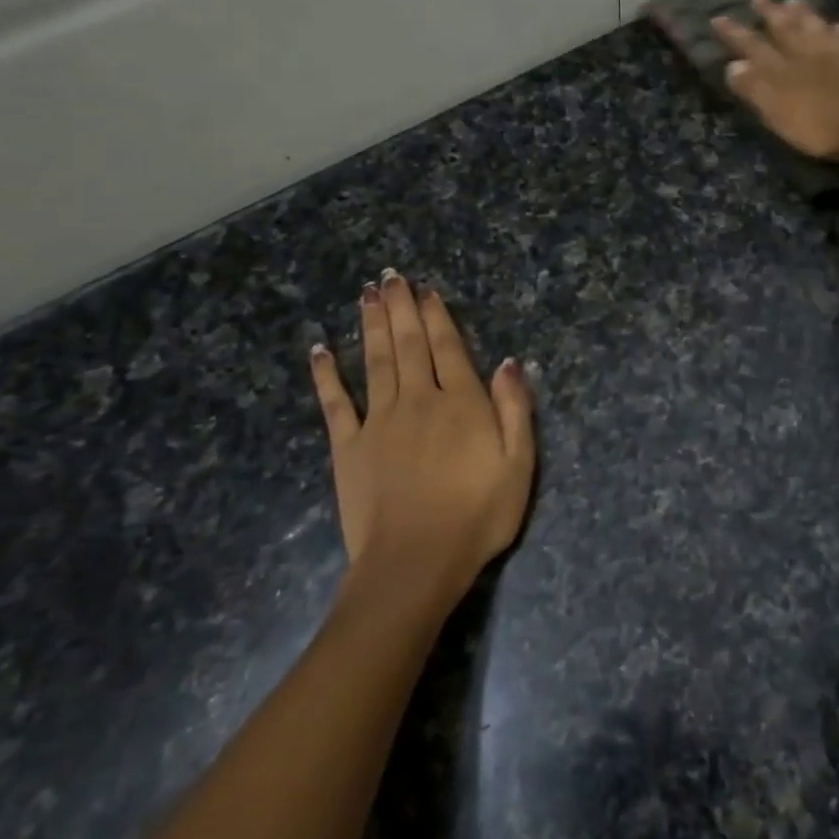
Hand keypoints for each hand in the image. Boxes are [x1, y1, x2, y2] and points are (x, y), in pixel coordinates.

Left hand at [309, 271, 534, 602]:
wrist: (416, 562)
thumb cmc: (477, 516)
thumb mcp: (519, 465)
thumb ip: (515, 409)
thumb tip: (509, 362)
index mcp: (460, 403)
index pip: (448, 348)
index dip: (437, 317)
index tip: (426, 290)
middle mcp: (418, 400)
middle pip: (408, 344)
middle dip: (400, 308)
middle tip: (390, 276)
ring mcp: (379, 421)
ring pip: (374, 361)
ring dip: (371, 325)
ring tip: (366, 295)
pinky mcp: (348, 446)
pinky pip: (335, 403)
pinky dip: (327, 374)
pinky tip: (320, 349)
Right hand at [713, 0, 838, 164]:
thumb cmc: (822, 127)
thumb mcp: (778, 112)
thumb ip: (755, 88)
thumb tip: (733, 65)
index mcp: (785, 67)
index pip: (754, 46)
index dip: (735, 34)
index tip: (718, 17)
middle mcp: (811, 53)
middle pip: (788, 29)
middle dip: (771, 14)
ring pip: (819, 28)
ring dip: (805, 14)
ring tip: (795, 0)